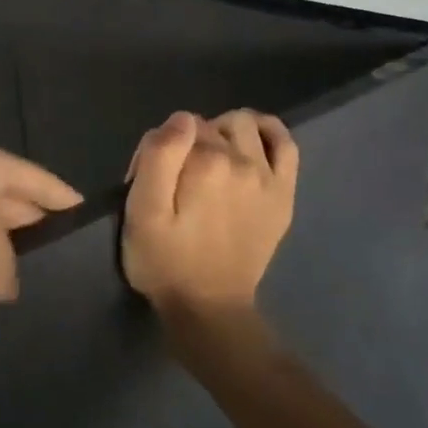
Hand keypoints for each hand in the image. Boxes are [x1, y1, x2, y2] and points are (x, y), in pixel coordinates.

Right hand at [122, 110, 298, 315]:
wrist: (209, 309)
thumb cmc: (166, 262)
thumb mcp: (142, 212)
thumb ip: (158, 157)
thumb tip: (181, 118)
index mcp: (205, 162)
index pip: (179, 126)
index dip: (161, 146)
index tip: (152, 177)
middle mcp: (242, 161)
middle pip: (210, 124)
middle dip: (190, 140)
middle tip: (177, 177)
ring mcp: (267, 177)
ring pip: (244, 125)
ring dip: (224, 131)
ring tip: (209, 159)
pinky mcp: (283, 194)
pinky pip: (285, 144)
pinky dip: (268, 132)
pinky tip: (251, 140)